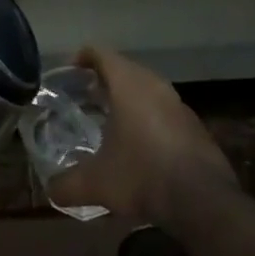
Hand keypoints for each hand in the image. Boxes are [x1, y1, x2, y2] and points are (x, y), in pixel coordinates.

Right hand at [48, 47, 232, 222]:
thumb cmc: (142, 175)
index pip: (101, 54)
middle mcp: (155, 86)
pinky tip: (141, 146)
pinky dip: (149, 119)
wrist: (204, 202)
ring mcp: (179, 106)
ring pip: (148, 90)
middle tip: (86, 96)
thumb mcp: (96, 183)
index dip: (83, 57)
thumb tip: (51, 191)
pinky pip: (165, 112)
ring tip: (111, 120)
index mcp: (129, 85)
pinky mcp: (196, 128)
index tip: (70, 72)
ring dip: (130, 99)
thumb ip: (67, 184)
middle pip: (126, 69)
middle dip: (105, 79)